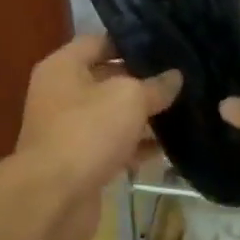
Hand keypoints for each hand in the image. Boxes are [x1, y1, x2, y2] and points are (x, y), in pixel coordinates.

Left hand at [7, 33, 182, 239]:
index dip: (131, 41)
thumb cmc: (87, 132)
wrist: (53, 199)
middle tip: (183, 76)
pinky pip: (115, 146)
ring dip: (144, 116)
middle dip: (143, 79)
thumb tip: (174, 77)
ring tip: (185, 108)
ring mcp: (70, 130)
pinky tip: (170, 147)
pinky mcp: (82, 162)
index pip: (99, 41)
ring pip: (113, 115)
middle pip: (107, 78)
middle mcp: (62, 94)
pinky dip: (138, 147)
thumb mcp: (129, 98)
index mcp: (63, 67)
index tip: (166, 44)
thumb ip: (155, 85)